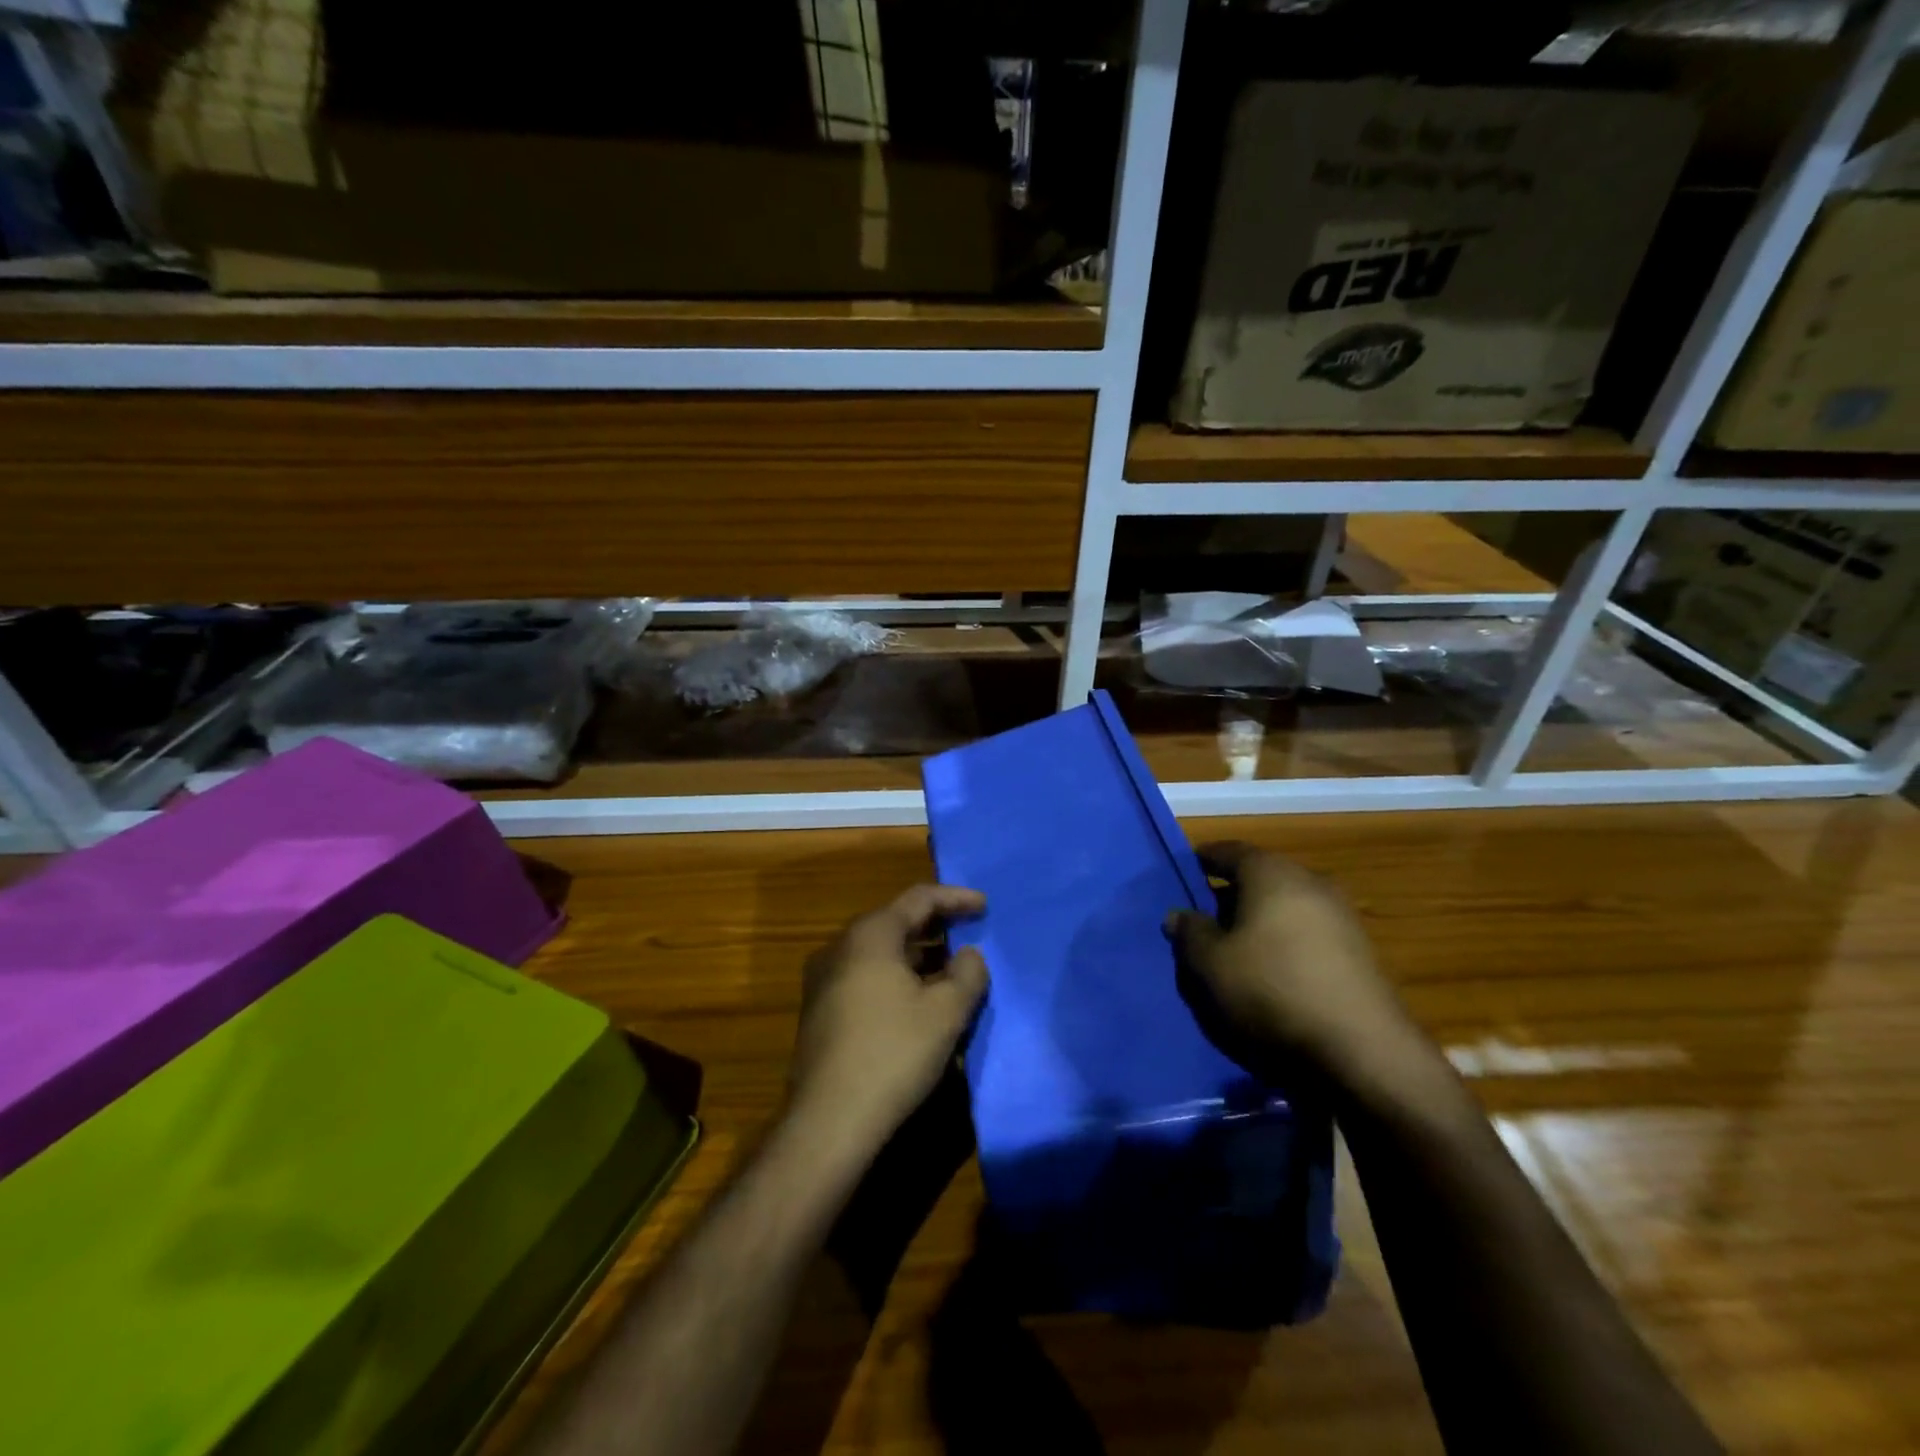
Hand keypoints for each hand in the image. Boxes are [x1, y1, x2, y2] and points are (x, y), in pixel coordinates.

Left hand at [788, 884, 988, 1156]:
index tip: (985, 906)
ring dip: (917, 956)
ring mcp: (824, 979)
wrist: (829, 1121)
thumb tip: (969, 956)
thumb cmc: (893, 1053)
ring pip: (880, 952)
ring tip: (950, 970)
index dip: (955, 898)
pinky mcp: (819, 1011)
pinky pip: (866, 976)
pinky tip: (917, 1002)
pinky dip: (896, 977)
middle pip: (896, 921)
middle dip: (936, 926)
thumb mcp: (946, 1012)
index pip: (919, 898)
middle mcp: (840, 946)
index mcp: (870, 934)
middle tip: (969, 934)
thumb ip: (968, 974)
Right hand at [1168, 843, 1415, 1082]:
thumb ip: (1190, 932)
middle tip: (1202, 918)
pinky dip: (1284, 943)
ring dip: (1258, 922)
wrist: (1361, 1050)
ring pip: (1286, 907)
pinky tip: (1270, 973)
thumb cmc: (1271, 989)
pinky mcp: (1359, 953)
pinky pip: (1307, 934)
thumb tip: (1179, 914)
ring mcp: (1341, 917)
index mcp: (1272, 873)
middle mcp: (1311, 882)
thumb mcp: (1211, 963)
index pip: (1230, 851)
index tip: (1185, 872)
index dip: (1204, 860)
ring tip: (1233, 950)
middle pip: (1261, 878)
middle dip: (1230, 894)